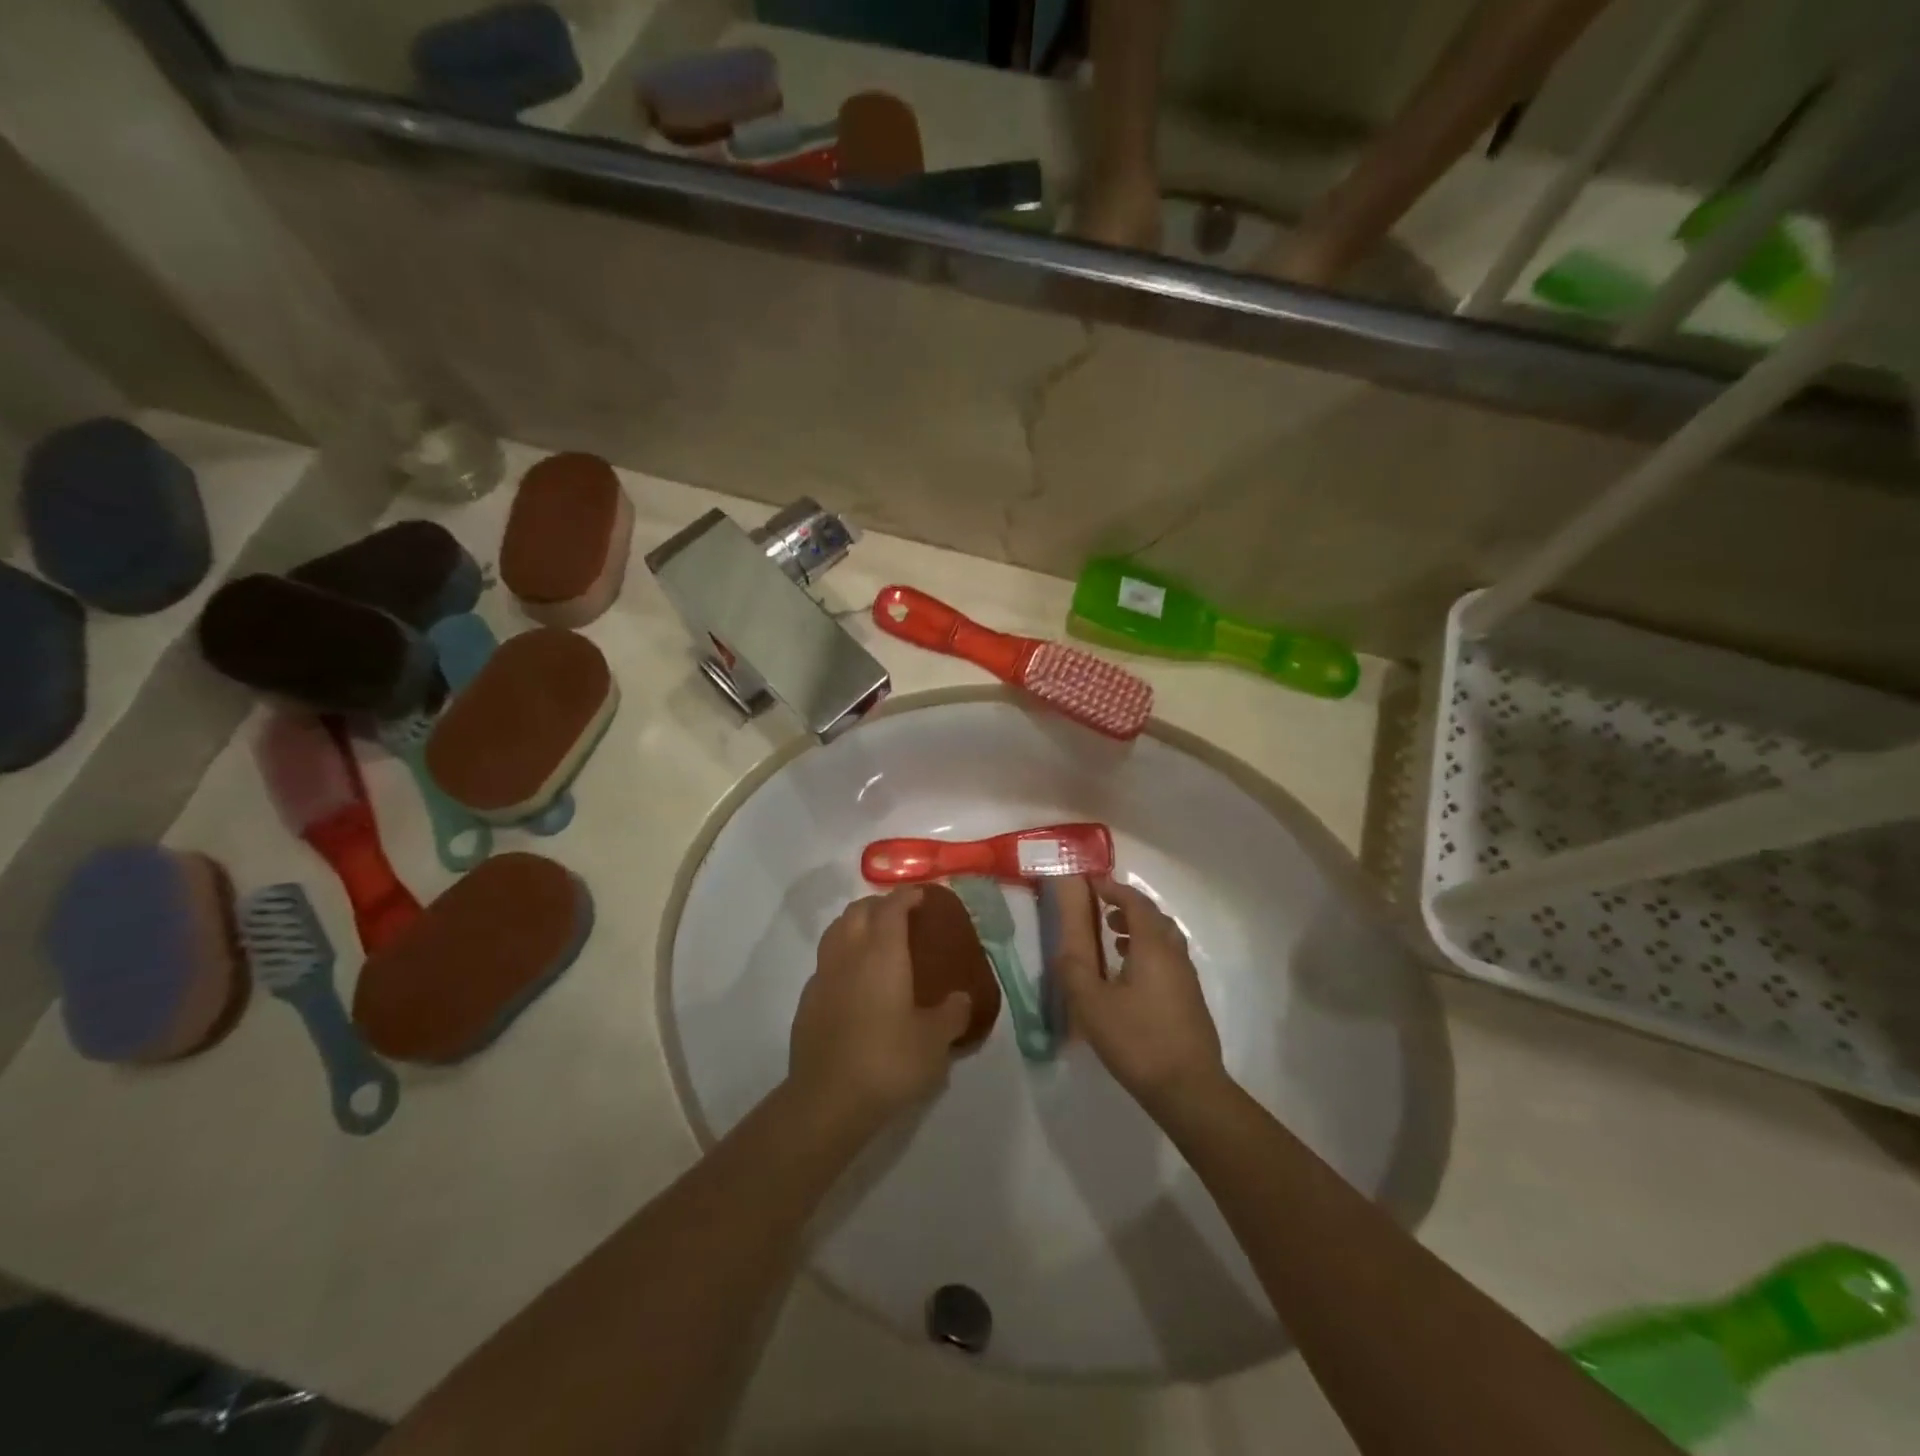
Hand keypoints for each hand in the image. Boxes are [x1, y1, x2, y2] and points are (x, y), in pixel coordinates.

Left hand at [789, 887, 972, 1127]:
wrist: (827, 1100)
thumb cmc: (888, 1061)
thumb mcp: (934, 1042)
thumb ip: (952, 1014)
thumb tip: (962, 999)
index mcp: (882, 953)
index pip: (891, 908)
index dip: (906, 896)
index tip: (921, 895)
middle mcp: (849, 954)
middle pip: (858, 911)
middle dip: (879, 904)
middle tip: (900, 914)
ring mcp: (823, 976)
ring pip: (836, 931)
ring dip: (855, 924)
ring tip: (875, 938)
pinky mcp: (807, 1001)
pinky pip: (826, 962)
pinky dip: (841, 956)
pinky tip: (854, 979)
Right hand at [1048, 876, 1224, 1110]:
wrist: (1188, 1088)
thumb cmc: (1137, 1040)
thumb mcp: (1092, 1006)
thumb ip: (1074, 971)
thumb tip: (1063, 950)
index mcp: (1152, 947)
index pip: (1135, 903)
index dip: (1114, 889)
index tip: (1093, 883)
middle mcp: (1174, 954)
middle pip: (1154, 917)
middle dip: (1128, 907)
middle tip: (1102, 911)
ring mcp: (1186, 978)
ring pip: (1164, 939)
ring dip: (1139, 930)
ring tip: (1113, 940)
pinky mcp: (1190, 999)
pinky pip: (1168, 959)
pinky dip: (1148, 952)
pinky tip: (1130, 977)